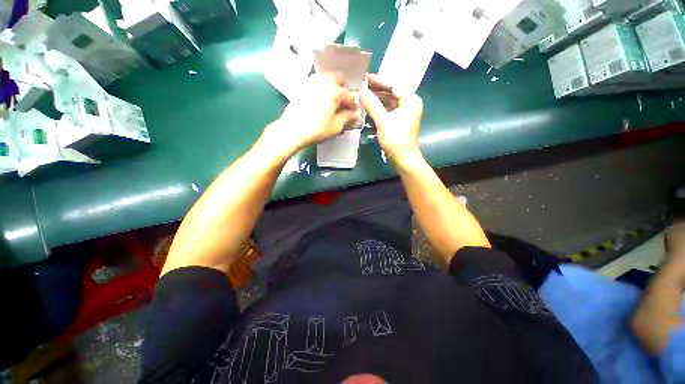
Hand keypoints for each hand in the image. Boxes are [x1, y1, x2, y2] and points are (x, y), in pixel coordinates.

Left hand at [263, 73, 362, 155]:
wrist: (292, 130)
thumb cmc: (316, 129)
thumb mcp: (336, 126)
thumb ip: (348, 118)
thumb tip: (355, 114)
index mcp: (334, 91)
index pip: (350, 95)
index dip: (354, 104)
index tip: (354, 112)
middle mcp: (324, 81)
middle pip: (338, 78)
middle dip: (344, 89)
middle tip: (344, 103)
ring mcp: (311, 82)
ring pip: (327, 79)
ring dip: (333, 87)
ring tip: (333, 102)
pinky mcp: (302, 87)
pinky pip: (317, 83)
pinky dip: (323, 89)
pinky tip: (321, 102)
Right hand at [360, 73, 423, 163]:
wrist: (403, 159)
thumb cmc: (396, 140)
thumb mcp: (383, 121)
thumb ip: (372, 105)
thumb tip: (360, 91)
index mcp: (410, 100)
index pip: (393, 84)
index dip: (378, 81)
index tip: (364, 78)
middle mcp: (408, 104)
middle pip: (390, 92)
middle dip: (375, 91)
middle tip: (359, 87)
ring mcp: (403, 113)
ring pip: (387, 102)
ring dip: (375, 100)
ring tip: (360, 97)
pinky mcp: (398, 122)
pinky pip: (386, 111)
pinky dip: (377, 110)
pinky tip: (366, 109)